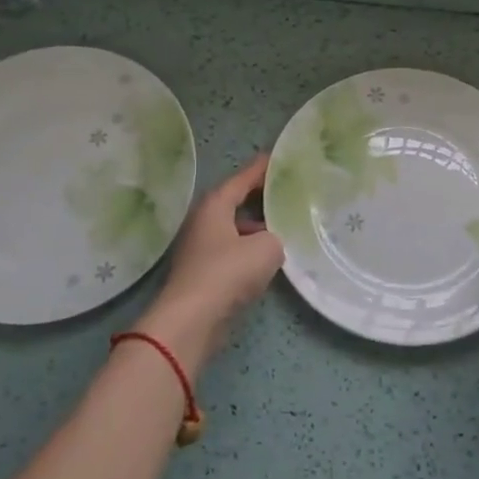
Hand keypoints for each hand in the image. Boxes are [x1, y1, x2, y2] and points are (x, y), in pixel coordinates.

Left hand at [139, 154, 283, 365]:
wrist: (192, 320)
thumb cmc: (228, 272)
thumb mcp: (267, 248)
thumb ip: (276, 237)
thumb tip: (270, 243)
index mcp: (215, 205)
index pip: (242, 179)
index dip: (262, 169)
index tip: (280, 158)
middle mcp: (204, 221)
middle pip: (235, 201)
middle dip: (260, 197)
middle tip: (287, 191)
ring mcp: (201, 248)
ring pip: (234, 228)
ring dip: (256, 227)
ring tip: (284, 226)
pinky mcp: (203, 273)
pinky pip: (232, 251)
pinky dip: (249, 250)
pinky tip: (268, 260)